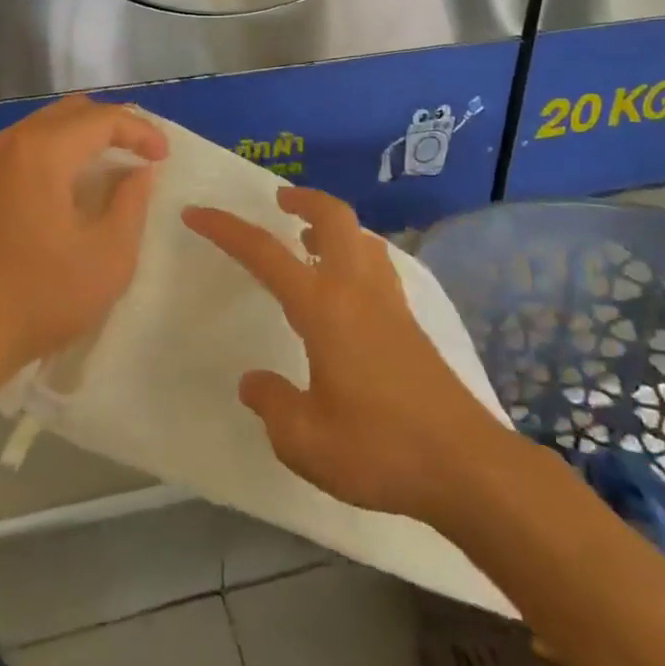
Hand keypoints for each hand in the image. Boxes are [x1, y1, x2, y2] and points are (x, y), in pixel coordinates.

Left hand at [0, 96, 167, 381]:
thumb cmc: (41, 297)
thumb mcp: (108, 256)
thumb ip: (131, 202)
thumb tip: (138, 171)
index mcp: (41, 152)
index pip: (101, 119)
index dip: (140, 131)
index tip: (163, 157)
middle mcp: (7, 144)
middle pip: (69, 112)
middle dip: (111, 126)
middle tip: (140, 154)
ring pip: (41, 128)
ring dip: (79, 138)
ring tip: (108, 168)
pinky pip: (19, 150)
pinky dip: (51, 154)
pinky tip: (64, 188)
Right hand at [184, 188, 506, 523]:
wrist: (468, 467)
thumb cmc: (380, 449)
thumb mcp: (304, 440)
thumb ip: (272, 404)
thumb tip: (255, 382)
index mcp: (324, 307)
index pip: (265, 253)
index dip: (226, 229)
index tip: (197, 213)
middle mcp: (358, 290)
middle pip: (335, 217)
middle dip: (303, 198)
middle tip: (279, 201)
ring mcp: (390, 304)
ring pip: (362, 237)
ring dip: (332, 224)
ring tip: (308, 239)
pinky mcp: (411, 323)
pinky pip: (377, 265)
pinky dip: (354, 253)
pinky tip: (346, 286)